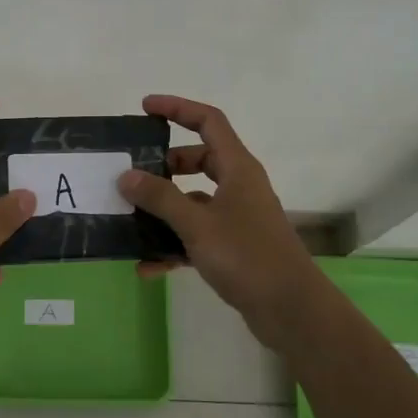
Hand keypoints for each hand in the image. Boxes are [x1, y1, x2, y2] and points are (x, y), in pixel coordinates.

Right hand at [117, 95, 323, 336]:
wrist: (291, 310)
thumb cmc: (247, 256)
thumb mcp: (197, 224)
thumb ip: (160, 198)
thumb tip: (126, 176)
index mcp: (237, 168)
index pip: (208, 121)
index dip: (177, 108)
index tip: (145, 108)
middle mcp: (239, 186)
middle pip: (198, 160)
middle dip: (164, 165)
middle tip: (134, 174)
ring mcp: (237, 217)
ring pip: (194, 200)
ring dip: (164, 209)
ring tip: (130, 220)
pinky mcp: (234, 247)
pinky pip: (196, 235)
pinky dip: (173, 245)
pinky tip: (147, 266)